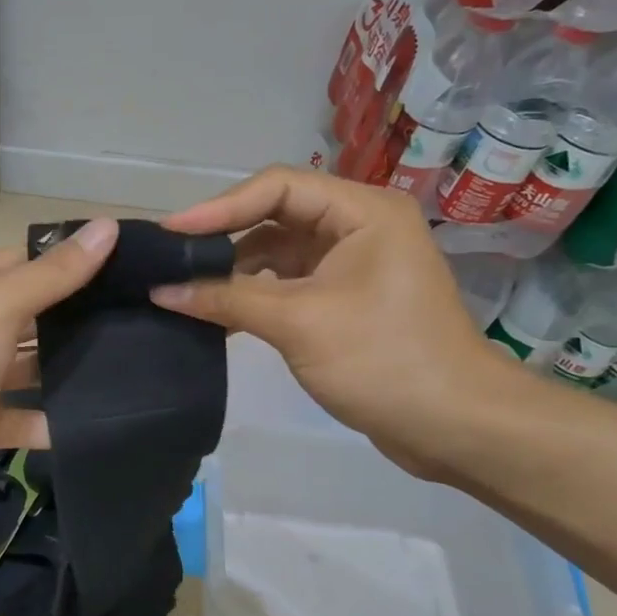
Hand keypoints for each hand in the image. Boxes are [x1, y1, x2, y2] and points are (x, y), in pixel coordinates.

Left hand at [0, 219, 118, 531]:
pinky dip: (54, 422)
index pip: (31, 263)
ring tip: (142, 369)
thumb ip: (51, 275)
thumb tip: (106, 226)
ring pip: (33, 370)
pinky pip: (24, 420)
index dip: (77, 262)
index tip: (138, 268)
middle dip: (83, 320)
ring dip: (73, 372)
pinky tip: (104, 421)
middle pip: (36, 317)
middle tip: (153, 322)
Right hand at [151, 168, 512, 471]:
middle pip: (274, 215)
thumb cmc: (383, 360)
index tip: (170, 232)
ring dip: (233, 271)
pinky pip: (286, 284)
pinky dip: (251, 296)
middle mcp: (357, 226)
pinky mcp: (343, 299)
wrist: (456, 427)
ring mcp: (351, 264)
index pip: (277, 187)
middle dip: (222, 237)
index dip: (219, 207)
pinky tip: (214, 314)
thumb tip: (160, 290)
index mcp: (362, 212)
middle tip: (169, 257)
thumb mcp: (298, 323)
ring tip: (181, 287)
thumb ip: (226, 299)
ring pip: (276, 252)